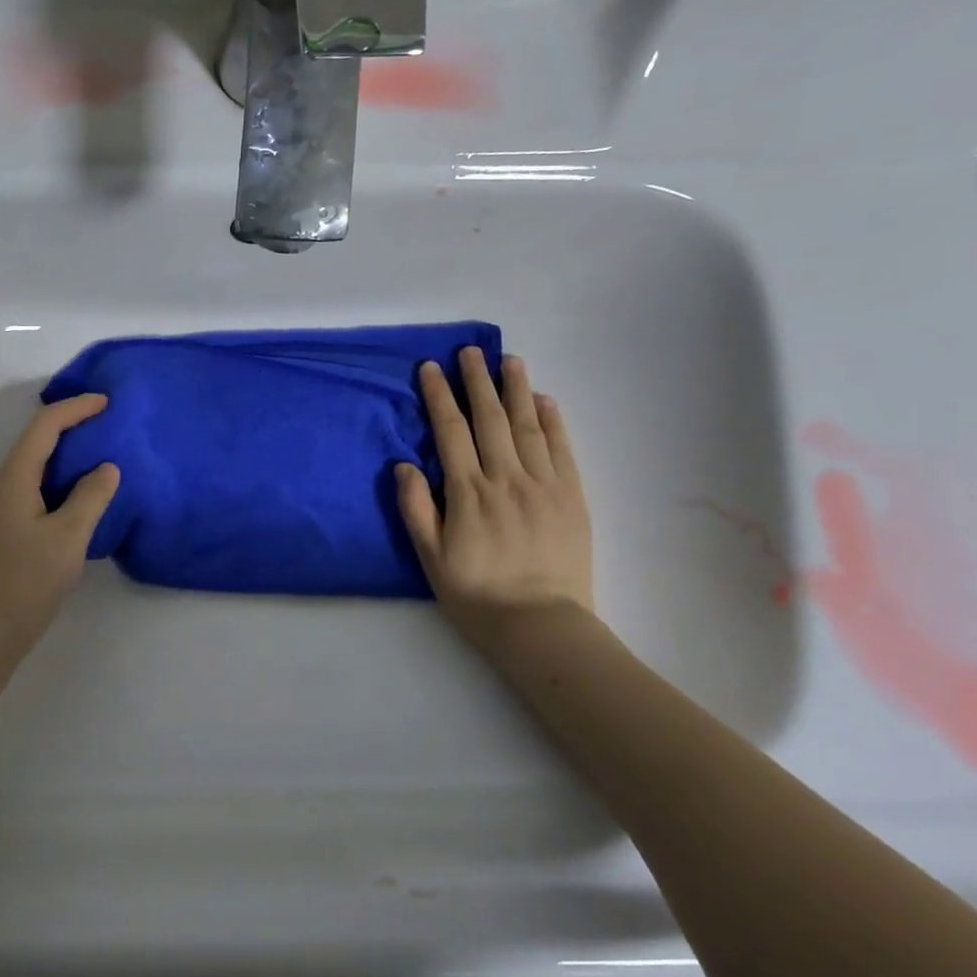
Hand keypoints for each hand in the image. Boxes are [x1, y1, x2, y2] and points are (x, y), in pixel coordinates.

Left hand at [0, 393, 120, 661]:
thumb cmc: (27, 579)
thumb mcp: (69, 536)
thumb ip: (91, 497)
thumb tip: (106, 467)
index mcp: (14, 477)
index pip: (44, 426)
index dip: (75, 408)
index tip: (107, 402)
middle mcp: (1, 484)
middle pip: (35, 440)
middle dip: (70, 425)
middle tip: (106, 424)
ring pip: (34, 465)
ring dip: (65, 453)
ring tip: (98, 453)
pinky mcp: (4, 527)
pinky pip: (33, 487)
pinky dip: (58, 479)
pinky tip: (79, 493)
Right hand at [395, 351, 593, 653]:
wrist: (540, 625)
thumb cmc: (476, 594)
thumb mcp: (430, 557)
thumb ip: (416, 508)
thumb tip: (404, 464)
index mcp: (468, 493)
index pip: (451, 432)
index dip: (440, 397)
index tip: (431, 368)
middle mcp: (505, 479)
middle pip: (489, 419)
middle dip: (477, 382)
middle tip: (470, 351)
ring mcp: (543, 485)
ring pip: (527, 426)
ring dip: (516, 390)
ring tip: (509, 360)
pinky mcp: (572, 497)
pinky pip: (562, 449)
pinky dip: (553, 421)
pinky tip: (544, 400)